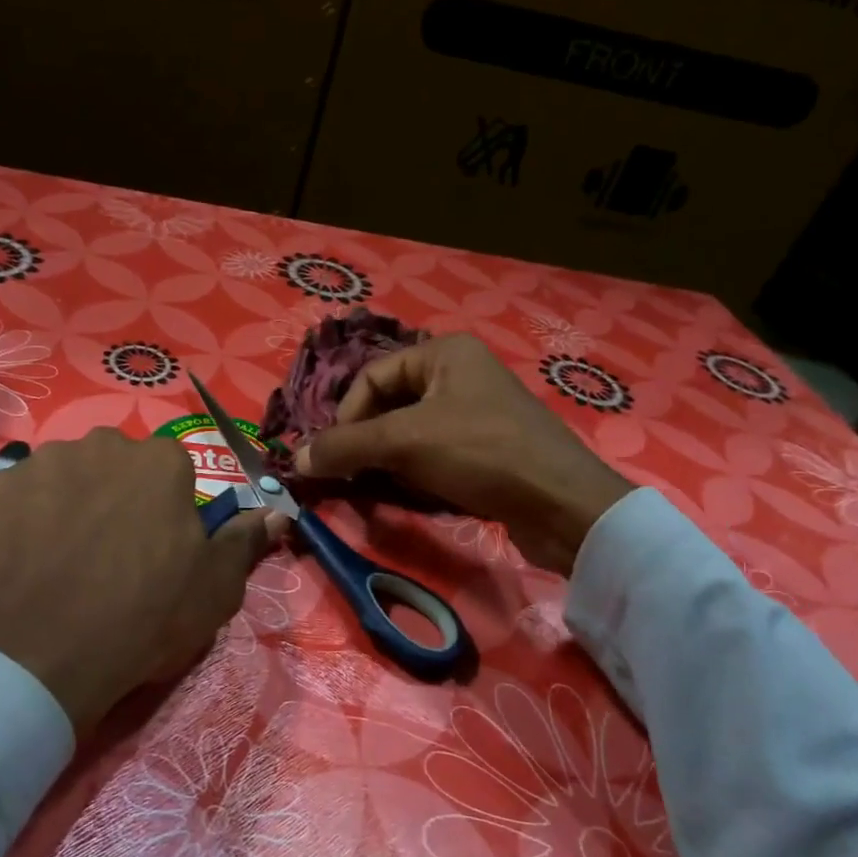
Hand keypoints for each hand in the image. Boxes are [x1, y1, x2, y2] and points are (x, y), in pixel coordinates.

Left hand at [0, 429, 281, 732]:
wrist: (41, 652)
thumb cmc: (145, 615)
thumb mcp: (215, 588)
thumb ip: (245, 541)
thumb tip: (276, 512)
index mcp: (162, 461)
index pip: (171, 472)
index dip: (165, 510)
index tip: (157, 549)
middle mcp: (104, 444)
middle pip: (116, 465)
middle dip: (116, 496)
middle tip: (108, 552)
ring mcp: (45, 461)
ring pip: (67, 475)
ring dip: (70, 502)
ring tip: (61, 558)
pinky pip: (20, 496)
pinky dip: (25, 518)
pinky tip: (24, 561)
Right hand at [295, 334, 631, 573]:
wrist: (562, 504)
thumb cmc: (481, 452)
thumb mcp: (405, 442)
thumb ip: (346, 446)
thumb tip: (295, 459)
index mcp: (444, 352)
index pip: (371, 377)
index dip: (346, 417)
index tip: (333, 457)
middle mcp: (460, 372)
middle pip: (389, 403)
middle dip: (366, 440)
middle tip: (351, 473)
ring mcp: (477, 410)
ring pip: (410, 430)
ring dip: (388, 458)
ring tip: (378, 485)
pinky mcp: (488, 446)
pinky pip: (435, 450)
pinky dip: (415, 470)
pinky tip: (412, 492)